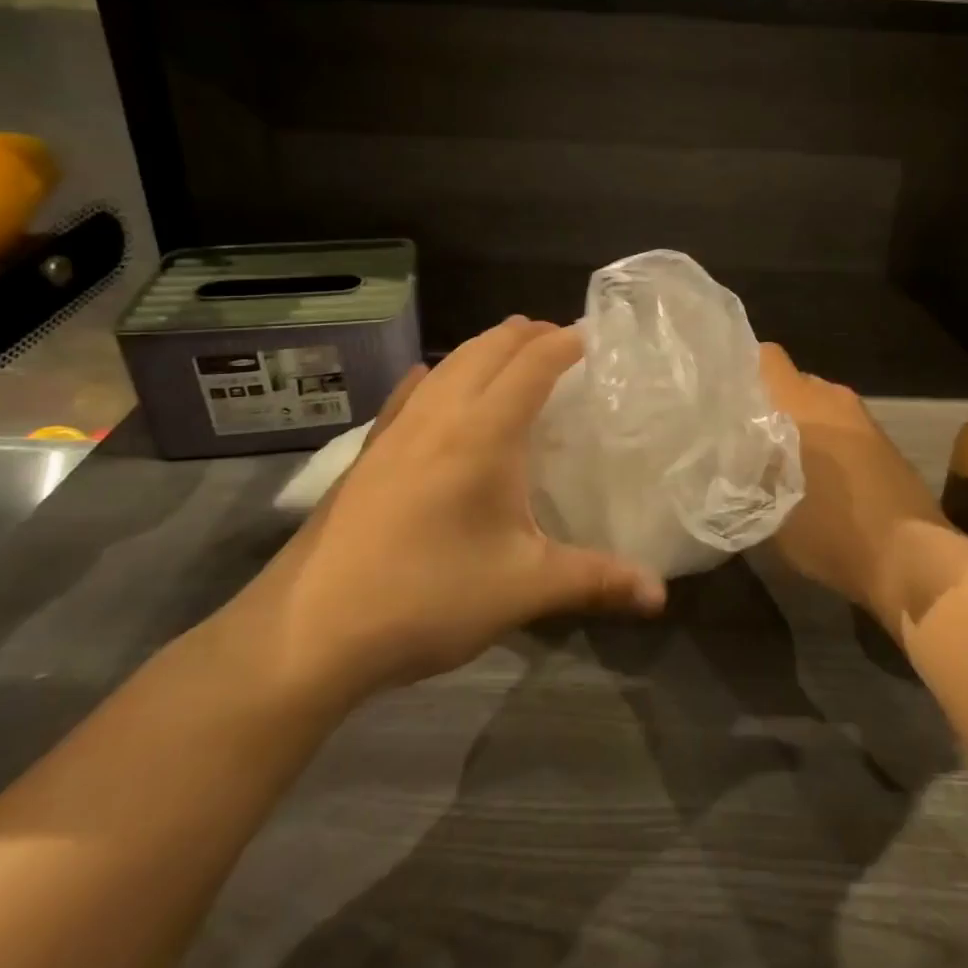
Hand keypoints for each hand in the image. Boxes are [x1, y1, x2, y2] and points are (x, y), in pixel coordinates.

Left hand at [218, 317, 666, 708]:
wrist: (307, 632)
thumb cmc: (426, 597)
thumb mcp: (523, 589)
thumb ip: (596, 581)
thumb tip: (660, 596)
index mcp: (483, 432)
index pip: (533, 364)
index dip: (565, 343)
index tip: (594, 338)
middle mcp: (440, 414)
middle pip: (489, 348)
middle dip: (528, 334)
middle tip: (562, 342)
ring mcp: (396, 430)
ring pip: (449, 363)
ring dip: (486, 348)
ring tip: (512, 354)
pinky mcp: (368, 452)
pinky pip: (409, 393)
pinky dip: (437, 376)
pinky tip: (432, 383)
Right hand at [758, 343, 966, 634]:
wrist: (910, 557)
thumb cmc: (831, 530)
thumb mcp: (767, 510)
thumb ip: (744, 473)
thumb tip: (729, 457)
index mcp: (801, 402)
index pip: (766, 357)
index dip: (742, 369)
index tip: (724, 396)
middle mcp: (833, 398)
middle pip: (792, 382)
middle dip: (770, 403)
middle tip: (745, 435)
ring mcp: (864, 419)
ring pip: (819, 407)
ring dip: (800, 425)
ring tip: (780, 460)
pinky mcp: (884, 442)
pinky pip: (841, 427)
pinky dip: (826, 441)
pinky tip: (818, 478)